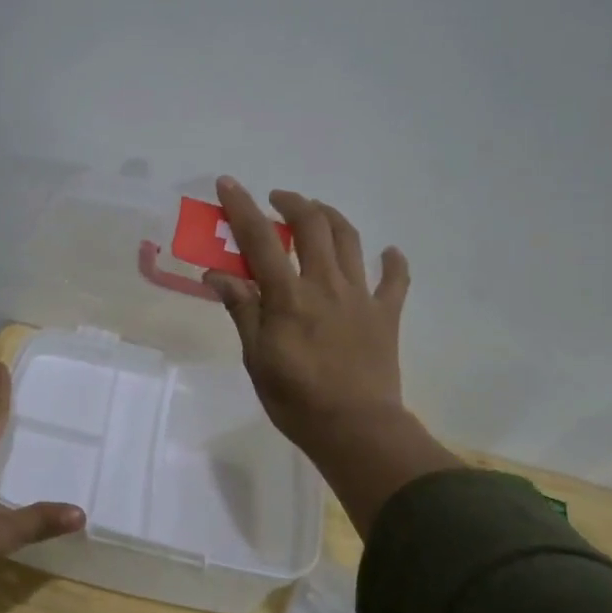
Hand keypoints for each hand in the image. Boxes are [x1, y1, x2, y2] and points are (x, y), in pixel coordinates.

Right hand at [205, 178, 460, 534]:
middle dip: (292, 203)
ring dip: (331, 216)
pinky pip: (395, 280)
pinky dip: (392, 262)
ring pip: (349, 239)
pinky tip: (388, 253)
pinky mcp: (385, 314)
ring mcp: (360, 296)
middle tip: (277, 200)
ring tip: (316, 212)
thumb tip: (216, 275)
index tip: (228, 183)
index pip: (260, 240)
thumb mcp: (256, 358)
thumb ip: (242, 310)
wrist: (356, 430)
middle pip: (312, 225)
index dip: (242, 207)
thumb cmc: (296, 399)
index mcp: (289, 296)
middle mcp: (326, 284)